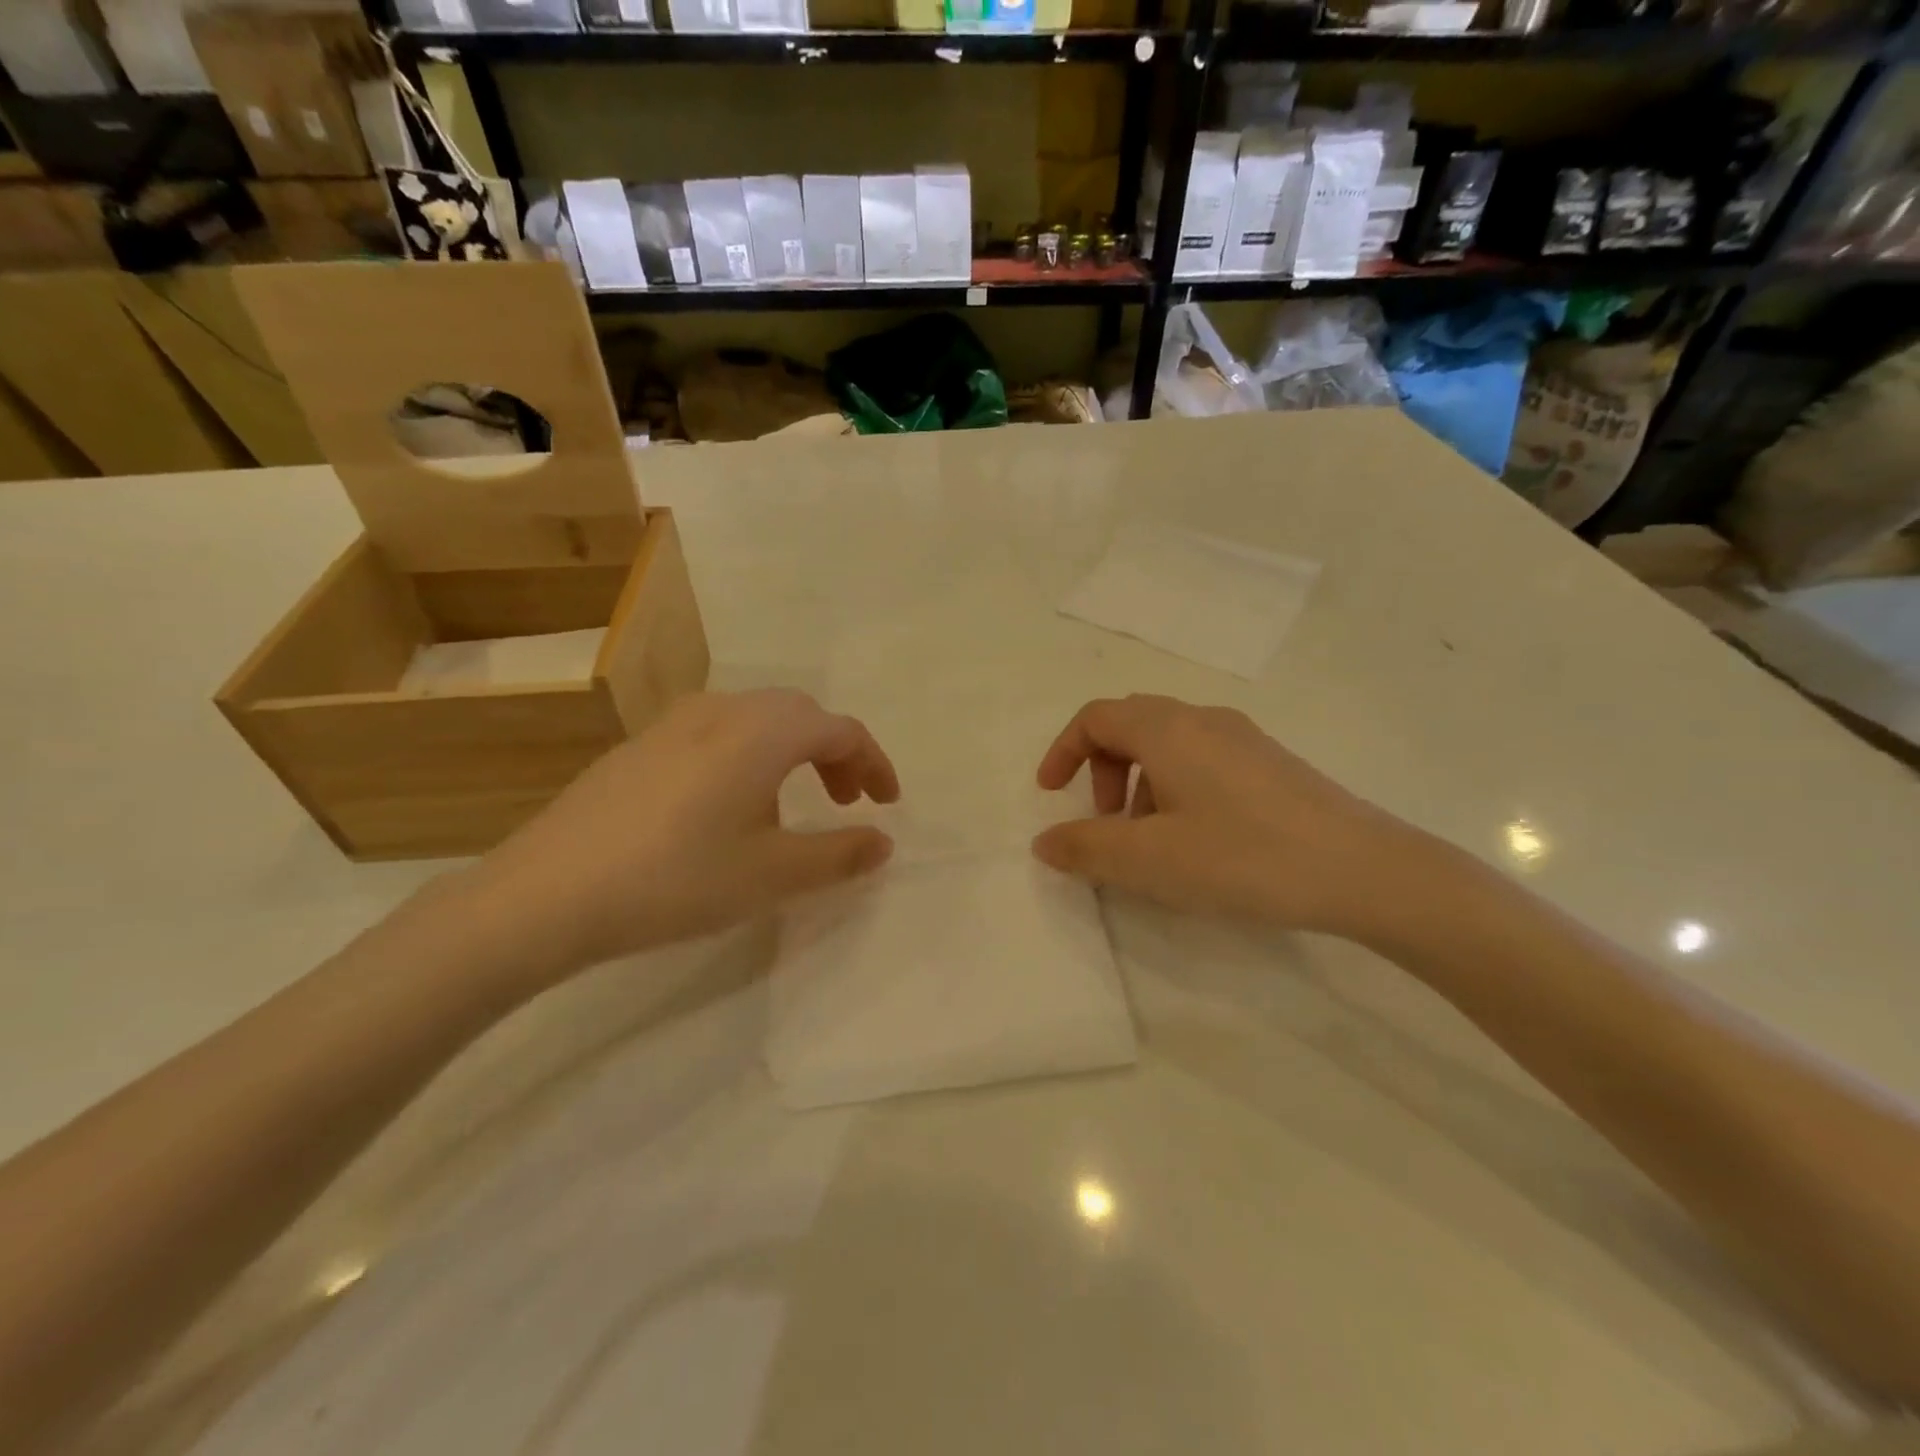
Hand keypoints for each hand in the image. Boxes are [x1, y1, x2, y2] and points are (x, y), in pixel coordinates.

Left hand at [465, 690, 899, 980]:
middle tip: (844, 802)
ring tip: (789, 808)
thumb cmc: (676, 879)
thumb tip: (882, 841)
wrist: (545, 894)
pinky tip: (726, 809)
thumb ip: (839, 854)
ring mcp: (673, 723)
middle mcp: (722, 710)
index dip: (874, 763)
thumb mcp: (772, 875)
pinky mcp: (639, 746)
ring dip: (790, 753)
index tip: (886, 804)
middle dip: (834, 754)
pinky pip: (715, 734)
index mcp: (763, 732)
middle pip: (799, 715)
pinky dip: (747, 757)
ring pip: (755, 720)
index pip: (841, 730)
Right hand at [1032, 695, 1426, 936]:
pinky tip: (1199, 840)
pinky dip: (1175, 788)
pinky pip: (1202, 760)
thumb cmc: (1245, 857)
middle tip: (1104, 821)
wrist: (1366, 872)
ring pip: (1168, 744)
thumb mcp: (1150, 860)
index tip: (1050, 794)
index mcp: (1168, 730)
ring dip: (1139, 782)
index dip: (1063, 751)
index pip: (1096, 717)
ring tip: (1151, 841)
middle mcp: (1204, 720)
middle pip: (1131, 724)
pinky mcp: (1272, 764)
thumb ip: (1086, 848)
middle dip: (1101, 768)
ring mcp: (1244, 739)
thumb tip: (1044, 841)